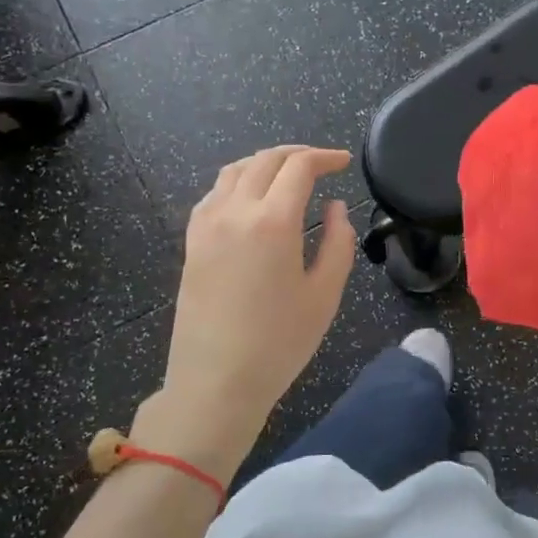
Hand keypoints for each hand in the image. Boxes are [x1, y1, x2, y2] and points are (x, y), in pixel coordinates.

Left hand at [131, 145, 355, 482]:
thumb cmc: (279, 343)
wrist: (215, 382)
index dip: (325, 158)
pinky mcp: (192, 242)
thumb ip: (338, 243)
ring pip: (235, 171)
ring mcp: (207, 225)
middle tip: (322, 164)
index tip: (344, 162)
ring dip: (265, 163)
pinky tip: (250, 199)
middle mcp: (235, 211)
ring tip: (288, 174)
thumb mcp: (325, 295)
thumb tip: (336, 208)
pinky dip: (238, 182)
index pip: (299, 168)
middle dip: (297, 154)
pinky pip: (214, 194)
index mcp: (273, 221)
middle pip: (265, 160)